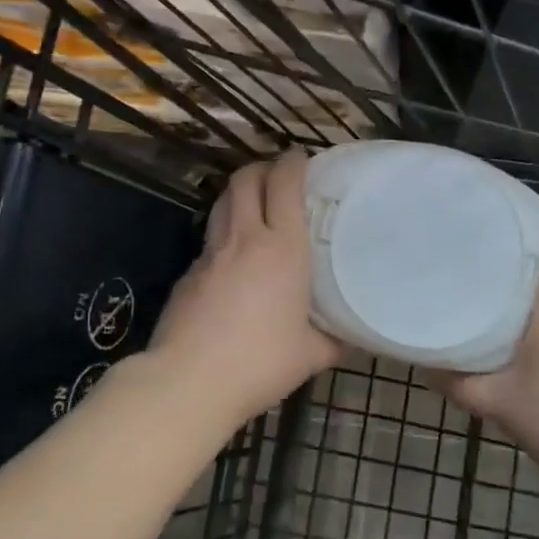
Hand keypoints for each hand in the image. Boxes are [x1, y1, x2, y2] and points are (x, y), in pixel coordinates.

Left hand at [148, 149, 343, 426]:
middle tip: (278, 176)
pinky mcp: (187, 273)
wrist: (189, 380)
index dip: (292, 162)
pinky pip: (210, 239)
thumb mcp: (311, 354)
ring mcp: (210, 253)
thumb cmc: (261, 362)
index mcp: (283, 248)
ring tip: (255, 205)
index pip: (284, 183)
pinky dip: (224, 233)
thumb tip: (351, 337)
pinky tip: (233, 258)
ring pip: (222, 202)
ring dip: (239, 193)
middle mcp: (245, 238)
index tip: (302, 158)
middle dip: (262, 167)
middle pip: (246, 179)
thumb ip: (334, 339)